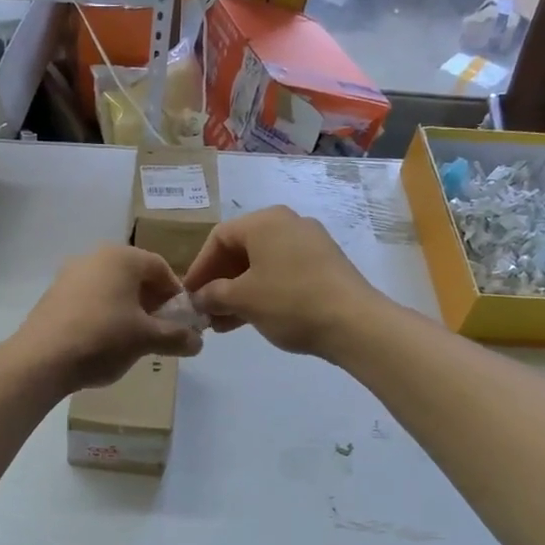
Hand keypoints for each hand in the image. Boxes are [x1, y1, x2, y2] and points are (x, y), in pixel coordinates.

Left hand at [13, 245, 202, 390]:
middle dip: (151, 302)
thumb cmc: (103, 339)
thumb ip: (177, 337)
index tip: (181, 321)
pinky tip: (104, 341)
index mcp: (121, 257)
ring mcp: (69, 274)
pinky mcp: (53, 294)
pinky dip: (104, 313)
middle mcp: (94, 256)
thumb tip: (198, 341)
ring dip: (128, 309)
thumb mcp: (147, 339)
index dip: (176, 294)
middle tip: (159, 330)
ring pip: (111, 287)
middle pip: (134, 276)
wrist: (41, 359)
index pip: (161, 268)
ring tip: (133, 339)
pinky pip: (89, 298)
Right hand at [182, 207, 383, 357]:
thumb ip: (213, 294)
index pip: (219, 238)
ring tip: (225, 323)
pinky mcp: (325, 264)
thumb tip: (200, 297)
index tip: (189, 295)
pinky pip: (283, 272)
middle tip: (206, 310)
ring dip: (239, 290)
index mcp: (265, 221)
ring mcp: (310, 243)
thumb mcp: (242, 299)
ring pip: (262, 264)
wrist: (354, 323)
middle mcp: (288, 223)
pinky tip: (253, 318)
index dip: (199, 268)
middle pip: (241, 249)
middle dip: (219, 282)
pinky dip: (264, 291)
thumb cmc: (289, 302)